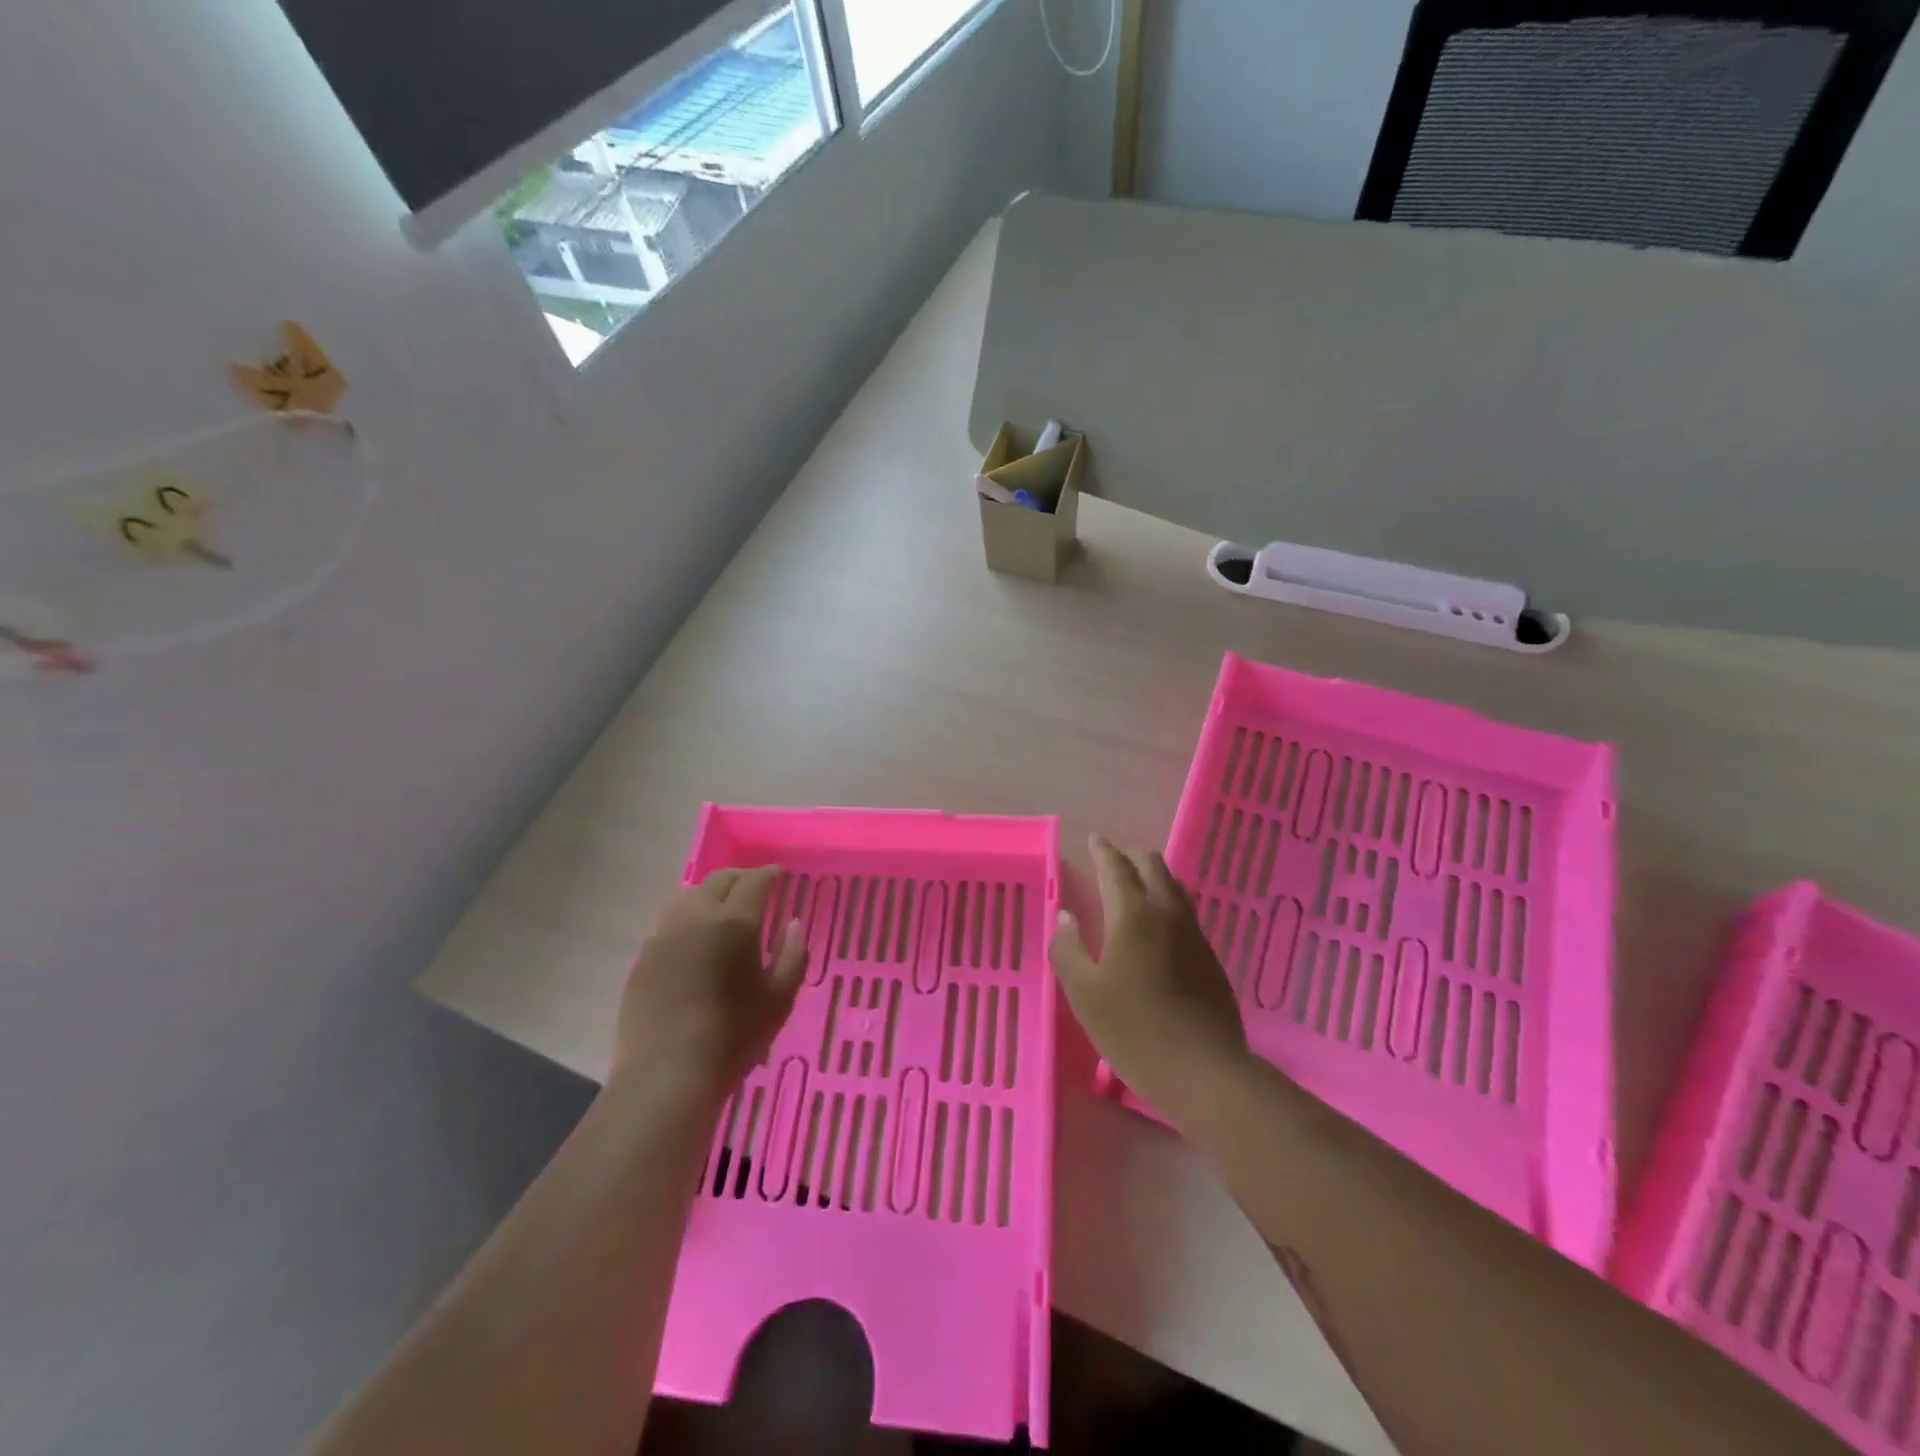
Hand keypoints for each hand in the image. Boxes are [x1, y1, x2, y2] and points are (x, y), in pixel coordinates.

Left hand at [612, 866, 806, 1106]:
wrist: (666, 1076)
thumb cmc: (733, 1038)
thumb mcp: (779, 999)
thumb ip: (793, 955)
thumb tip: (794, 924)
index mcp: (734, 922)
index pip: (754, 881)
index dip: (769, 874)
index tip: (779, 875)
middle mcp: (696, 918)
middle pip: (718, 880)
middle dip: (740, 878)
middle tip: (755, 888)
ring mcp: (664, 936)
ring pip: (687, 897)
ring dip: (709, 894)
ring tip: (722, 910)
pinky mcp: (643, 958)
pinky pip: (668, 925)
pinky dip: (687, 921)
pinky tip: (694, 943)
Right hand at [1051, 835, 1248, 1121]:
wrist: (1203, 1071)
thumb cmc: (1133, 1030)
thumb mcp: (1084, 994)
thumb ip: (1068, 950)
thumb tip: (1065, 917)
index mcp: (1133, 915)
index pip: (1116, 868)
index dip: (1103, 851)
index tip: (1094, 839)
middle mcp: (1167, 914)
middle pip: (1152, 867)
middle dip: (1130, 855)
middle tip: (1111, 857)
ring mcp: (1194, 935)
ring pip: (1174, 886)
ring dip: (1152, 875)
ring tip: (1136, 882)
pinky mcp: (1209, 957)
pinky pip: (1185, 911)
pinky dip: (1167, 900)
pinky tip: (1159, 922)